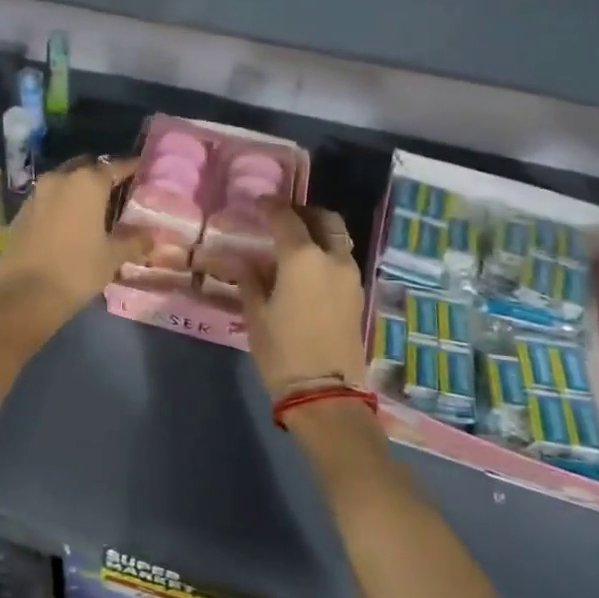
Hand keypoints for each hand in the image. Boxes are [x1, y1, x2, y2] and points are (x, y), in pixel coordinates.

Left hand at [0, 155, 148, 331]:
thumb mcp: (113, 256)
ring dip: (78, 189)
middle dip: (101, 176)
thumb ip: (135, 240)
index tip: (141, 172)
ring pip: (64, 181)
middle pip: (86, 168)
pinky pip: (47, 198)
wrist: (25, 295)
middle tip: (117, 193)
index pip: (115, 166)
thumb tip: (153, 236)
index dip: (130, 168)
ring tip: (93, 209)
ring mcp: (37, 193)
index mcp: (87, 182)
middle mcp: (60, 178)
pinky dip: (60, 204)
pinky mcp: (21, 211)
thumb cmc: (77, 270)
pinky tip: (69, 223)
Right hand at [221, 203, 367, 398]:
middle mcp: (332, 258)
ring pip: (338, 238)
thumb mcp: (256, 314)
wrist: (326, 394)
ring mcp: (351, 276)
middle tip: (282, 218)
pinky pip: (343, 259)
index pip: (285, 217)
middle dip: (303, 212)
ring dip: (319, 231)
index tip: (258, 204)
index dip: (270, 206)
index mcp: (303, 257)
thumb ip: (249, 279)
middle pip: (324, 219)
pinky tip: (308, 267)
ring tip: (295, 243)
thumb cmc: (283, 352)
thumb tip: (241, 260)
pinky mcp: (357, 295)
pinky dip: (327, 252)